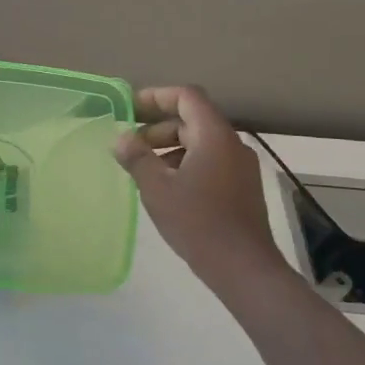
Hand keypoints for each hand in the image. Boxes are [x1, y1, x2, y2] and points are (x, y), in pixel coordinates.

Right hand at [114, 86, 290, 298]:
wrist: (243, 268)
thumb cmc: (197, 222)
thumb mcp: (157, 188)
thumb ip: (136, 158)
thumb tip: (121, 138)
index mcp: (214, 136)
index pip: (187, 97)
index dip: (156, 96)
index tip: (130, 109)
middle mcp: (232, 144)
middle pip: (192, 119)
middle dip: (157, 128)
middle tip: (130, 146)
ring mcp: (240, 166)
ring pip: (200, 142)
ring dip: (169, 148)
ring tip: (143, 169)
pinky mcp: (242, 187)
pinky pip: (209, 161)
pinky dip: (184, 163)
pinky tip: (166, 187)